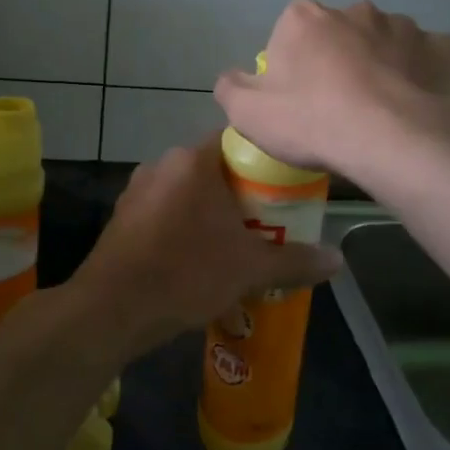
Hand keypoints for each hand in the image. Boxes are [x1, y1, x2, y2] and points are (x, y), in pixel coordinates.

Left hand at [69, 134, 341, 359]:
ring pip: (187, 192)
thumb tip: (338, 260)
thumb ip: (295, 261)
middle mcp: (162, 164)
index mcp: (193, 161)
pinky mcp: (122, 217)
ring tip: (236, 243)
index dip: (264, 158)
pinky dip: (184, 226)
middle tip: (267, 220)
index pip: (237, 139)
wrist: (111, 310)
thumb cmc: (186, 274)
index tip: (284, 183)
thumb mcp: (249, 269)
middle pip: (213, 167)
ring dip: (210, 211)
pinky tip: (197, 258)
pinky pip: (165, 211)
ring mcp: (137, 190)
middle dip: (240, 191)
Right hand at [213, 0, 449, 178]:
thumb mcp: (248, 113)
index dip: (292, 66)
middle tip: (338, 106)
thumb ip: (231, 87)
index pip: (290, 32)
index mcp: (305, 18)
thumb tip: (232, 77)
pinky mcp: (441, 48)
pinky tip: (414, 103)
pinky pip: (425, 57)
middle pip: (339, 34)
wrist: (392, 138)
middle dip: (338, 60)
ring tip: (380, 110)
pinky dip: (419, 74)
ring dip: (380, 65)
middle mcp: (355, 10)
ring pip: (384, 43)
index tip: (298, 100)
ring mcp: (403, 25)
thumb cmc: (313, 121)